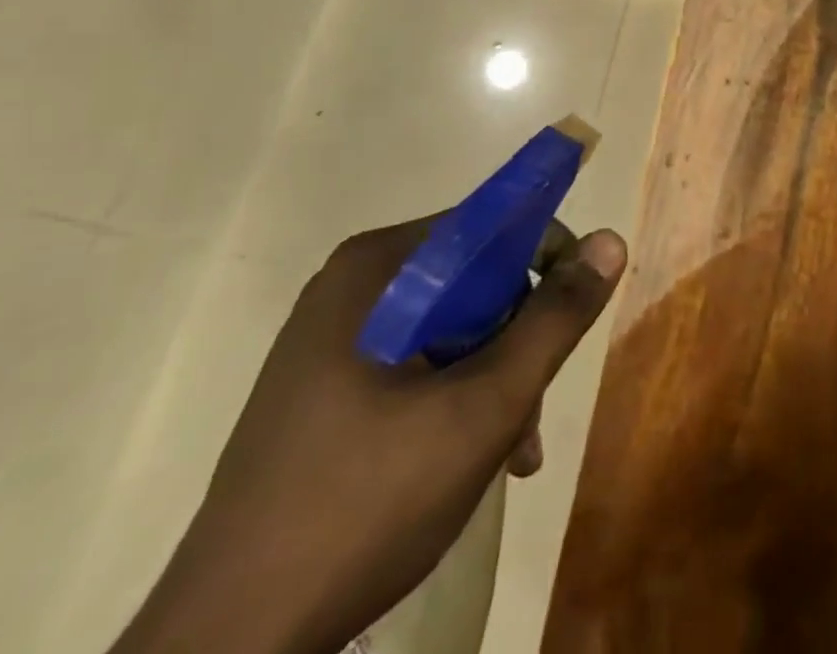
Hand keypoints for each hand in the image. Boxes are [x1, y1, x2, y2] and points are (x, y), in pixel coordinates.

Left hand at [112, 219, 626, 653]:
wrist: (225, 649)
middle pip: (475, 282)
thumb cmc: (364, 503)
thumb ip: (554, 319)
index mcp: (378, 268)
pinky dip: (456, 401)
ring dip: (495, 381)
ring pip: (452, 329)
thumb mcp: (484, 406)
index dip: (546, 260)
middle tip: (533, 410)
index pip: (490, 224)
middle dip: (518, 342)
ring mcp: (333, 341)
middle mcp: (353, 288)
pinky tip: (475, 462)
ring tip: (513, 451)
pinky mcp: (325, 389)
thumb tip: (612, 240)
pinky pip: (417, 366)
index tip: (572, 316)